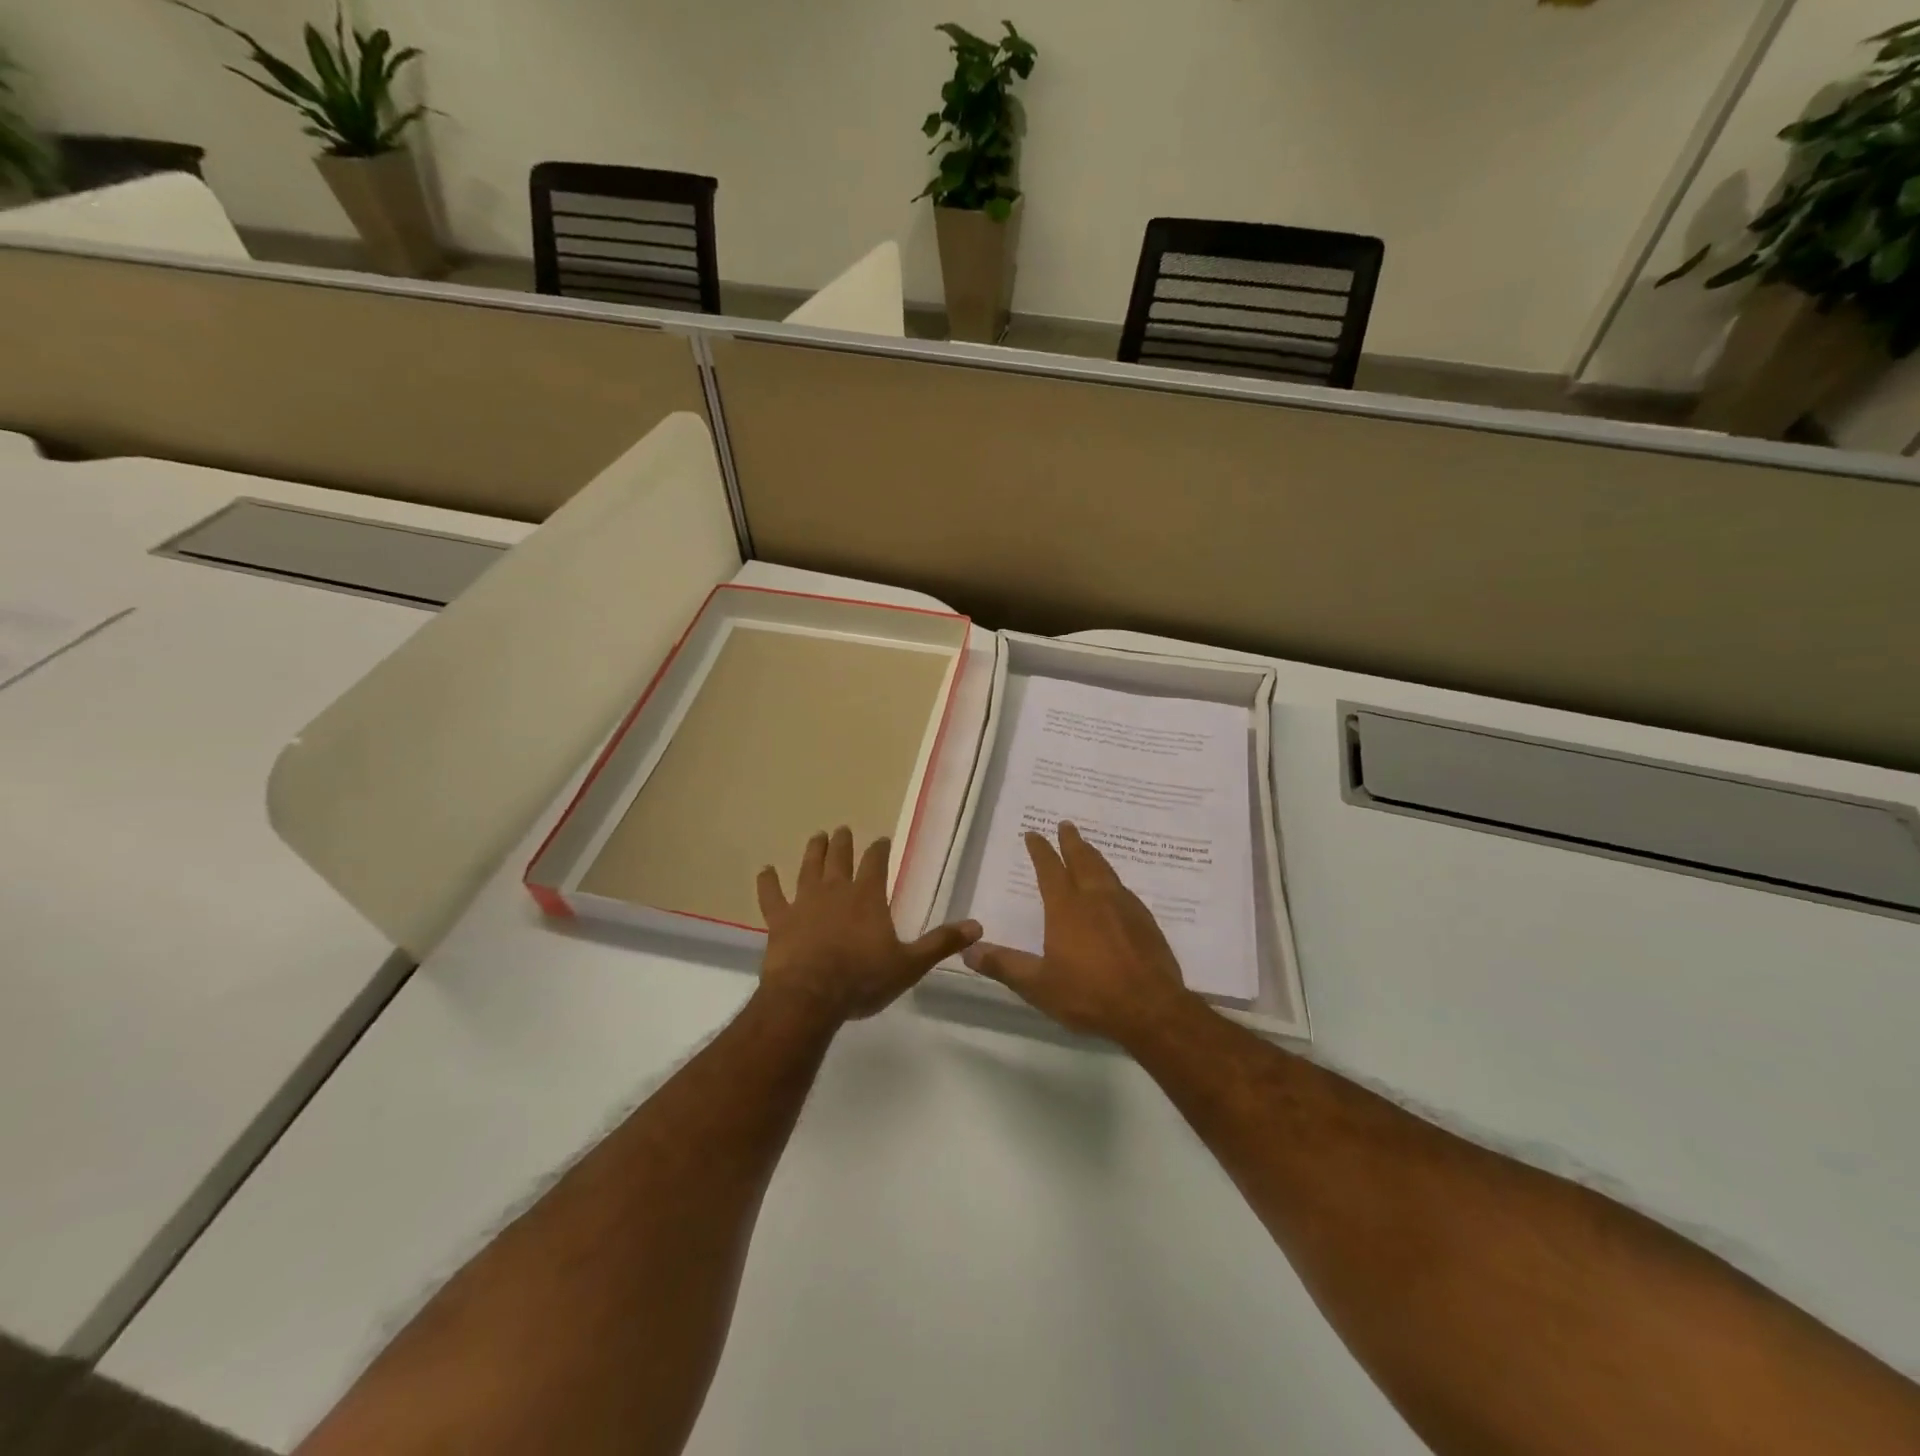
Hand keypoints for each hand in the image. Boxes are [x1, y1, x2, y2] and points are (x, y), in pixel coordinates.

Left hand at [756, 827, 981, 1025]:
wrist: (810, 997)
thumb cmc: (862, 980)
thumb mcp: (909, 964)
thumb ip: (941, 943)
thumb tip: (977, 926)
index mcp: (868, 897)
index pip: (876, 863)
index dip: (879, 849)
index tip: (881, 840)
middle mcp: (836, 890)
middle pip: (840, 858)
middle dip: (843, 842)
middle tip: (842, 830)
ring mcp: (804, 903)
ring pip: (808, 869)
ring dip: (813, 851)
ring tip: (816, 837)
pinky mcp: (779, 920)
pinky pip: (771, 896)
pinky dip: (767, 883)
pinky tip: (764, 871)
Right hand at [963, 822, 1196, 1042]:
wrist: (1151, 1008)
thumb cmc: (1089, 995)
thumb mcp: (1038, 985)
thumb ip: (1004, 965)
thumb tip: (969, 950)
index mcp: (1066, 908)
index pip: (1050, 869)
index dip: (1040, 850)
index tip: (1033, 833)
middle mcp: (1095, 898)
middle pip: (1082, 860)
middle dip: (1071, 842)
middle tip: (1066, 825)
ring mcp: (1124, 907)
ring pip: (1106, 870)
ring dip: (1093, 855)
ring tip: (1087, 847)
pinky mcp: (1145, 921)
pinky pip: (1124, 889)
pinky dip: (1112, 879)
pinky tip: (1115, 888)